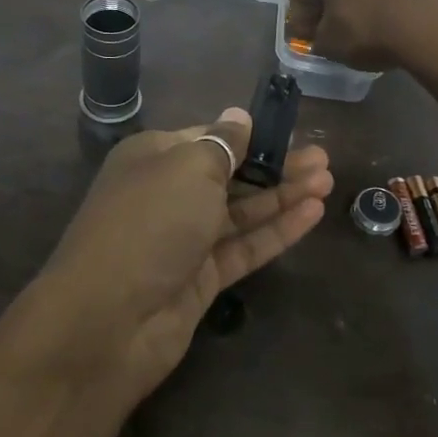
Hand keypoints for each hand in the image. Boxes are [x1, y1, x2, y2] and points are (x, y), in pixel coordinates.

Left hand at [35, 108, 331, 401]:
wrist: (109, 319)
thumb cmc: (150, 223)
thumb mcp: (188, 168)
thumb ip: (222, 144)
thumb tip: (238, 116)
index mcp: (154, 157)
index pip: (208, 138)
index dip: (249, 136)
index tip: (290, 132)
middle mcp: (168, 194)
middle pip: (230, 175)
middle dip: (275, 166)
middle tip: (324, 159)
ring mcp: (185, 239)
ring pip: (242, 212)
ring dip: (283, 196)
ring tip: (328, 181)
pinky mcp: (201, 278)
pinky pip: (245, 246)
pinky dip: (277, 230)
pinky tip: (312, 213)